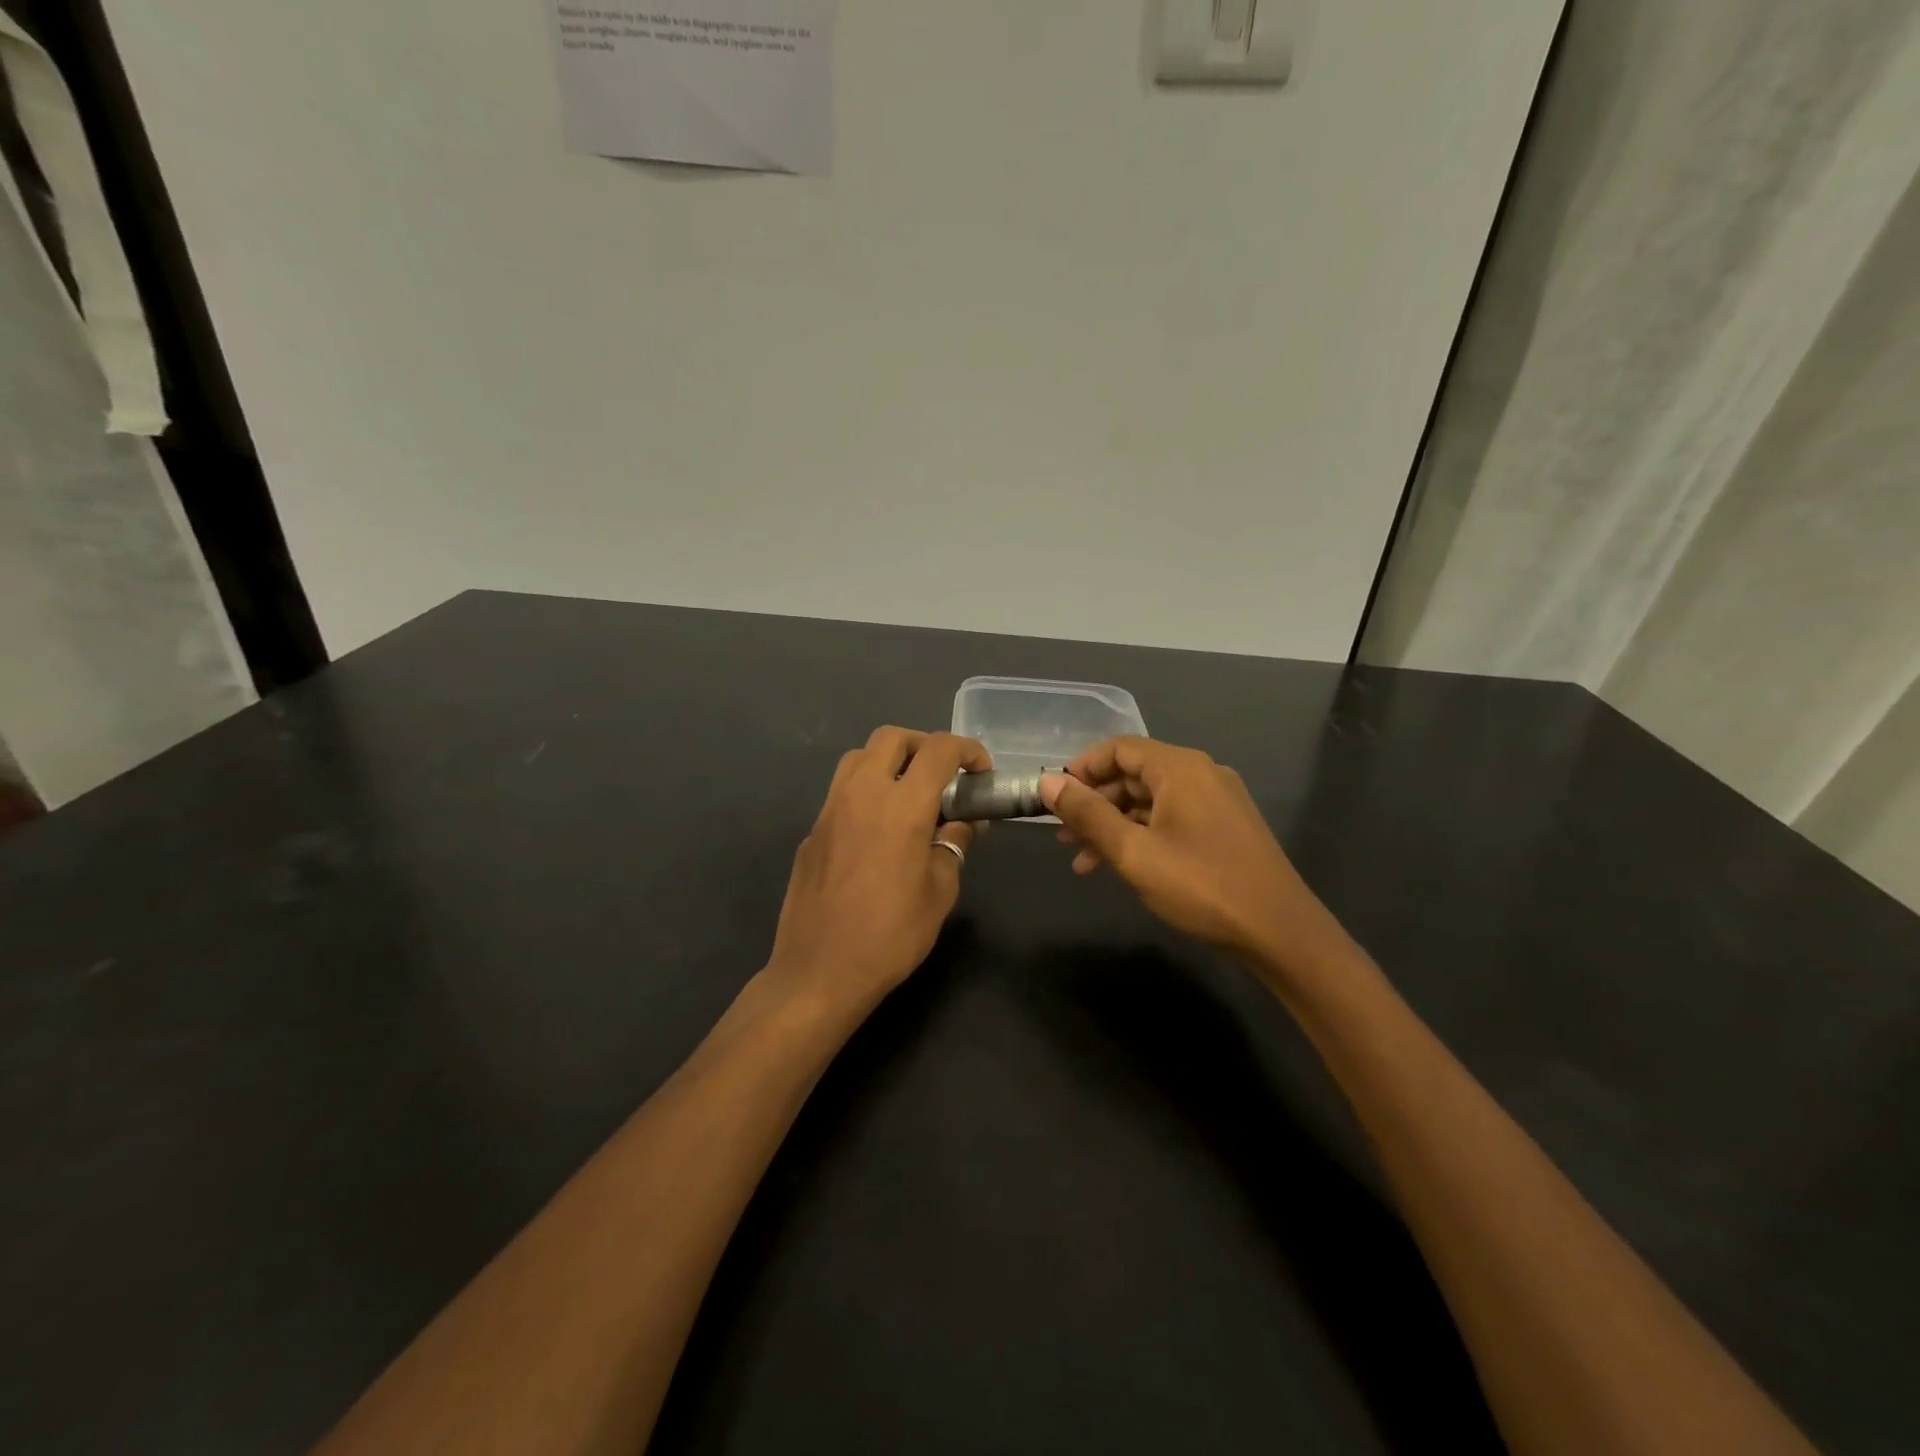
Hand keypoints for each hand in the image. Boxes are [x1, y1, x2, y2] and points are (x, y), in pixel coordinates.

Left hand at [765, 727, 988, 1016]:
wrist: (820, 971)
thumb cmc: (891, 935)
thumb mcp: (940, 891)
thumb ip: (953, 844)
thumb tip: (962, 821)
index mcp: (901, 806)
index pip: (939, 750)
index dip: (967, 750)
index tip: (980, 772)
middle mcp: (862, 794)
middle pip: (891, 738)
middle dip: (924, 745)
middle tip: (944, 776)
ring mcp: (830, 810)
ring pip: (859, 757)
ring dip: (889, 761)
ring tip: (909, 794)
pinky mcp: (812, 830)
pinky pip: (841, 791)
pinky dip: (866, 791)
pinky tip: (877, 830)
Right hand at [1040, 736, 1352, 980]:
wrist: (1280, 932)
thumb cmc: (1202, 886)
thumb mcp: (1134, 852)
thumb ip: (1088, 814)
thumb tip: (1047, 781)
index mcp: (1180, 768)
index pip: (1119, 748)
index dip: (1082, 769)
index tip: (1054, 799)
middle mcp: (1200, 774)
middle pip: (1134, 774)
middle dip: (1094, 803)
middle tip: (1063, 836)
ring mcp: (1216, 802)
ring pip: (1150, 802)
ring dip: (1114, 825)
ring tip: (1082, 860)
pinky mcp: (1224, 829)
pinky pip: (1171, 819)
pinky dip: (1141, 836)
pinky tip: (1121, 867)